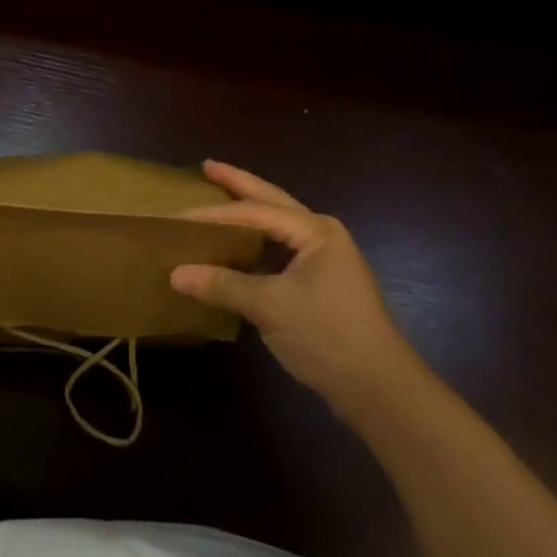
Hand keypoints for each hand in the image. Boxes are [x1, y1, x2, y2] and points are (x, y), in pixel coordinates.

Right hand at [171, 161, 428, 423]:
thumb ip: (223, 285)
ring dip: (250, 213)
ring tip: (221, 197)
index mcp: (315, 231)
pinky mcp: (324, 285)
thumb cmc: (327, 336)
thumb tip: (175, 274)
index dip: (215, 213)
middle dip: (240, 185)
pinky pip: (282, 251)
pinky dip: (258, 244)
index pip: (255, 211)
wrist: (380, 390)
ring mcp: (326, 260)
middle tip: (208, 166)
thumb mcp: (270, 307)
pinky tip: (241, 247)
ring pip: (279, 226)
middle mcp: (322, 236)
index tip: (178, 215)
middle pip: (272, 202)